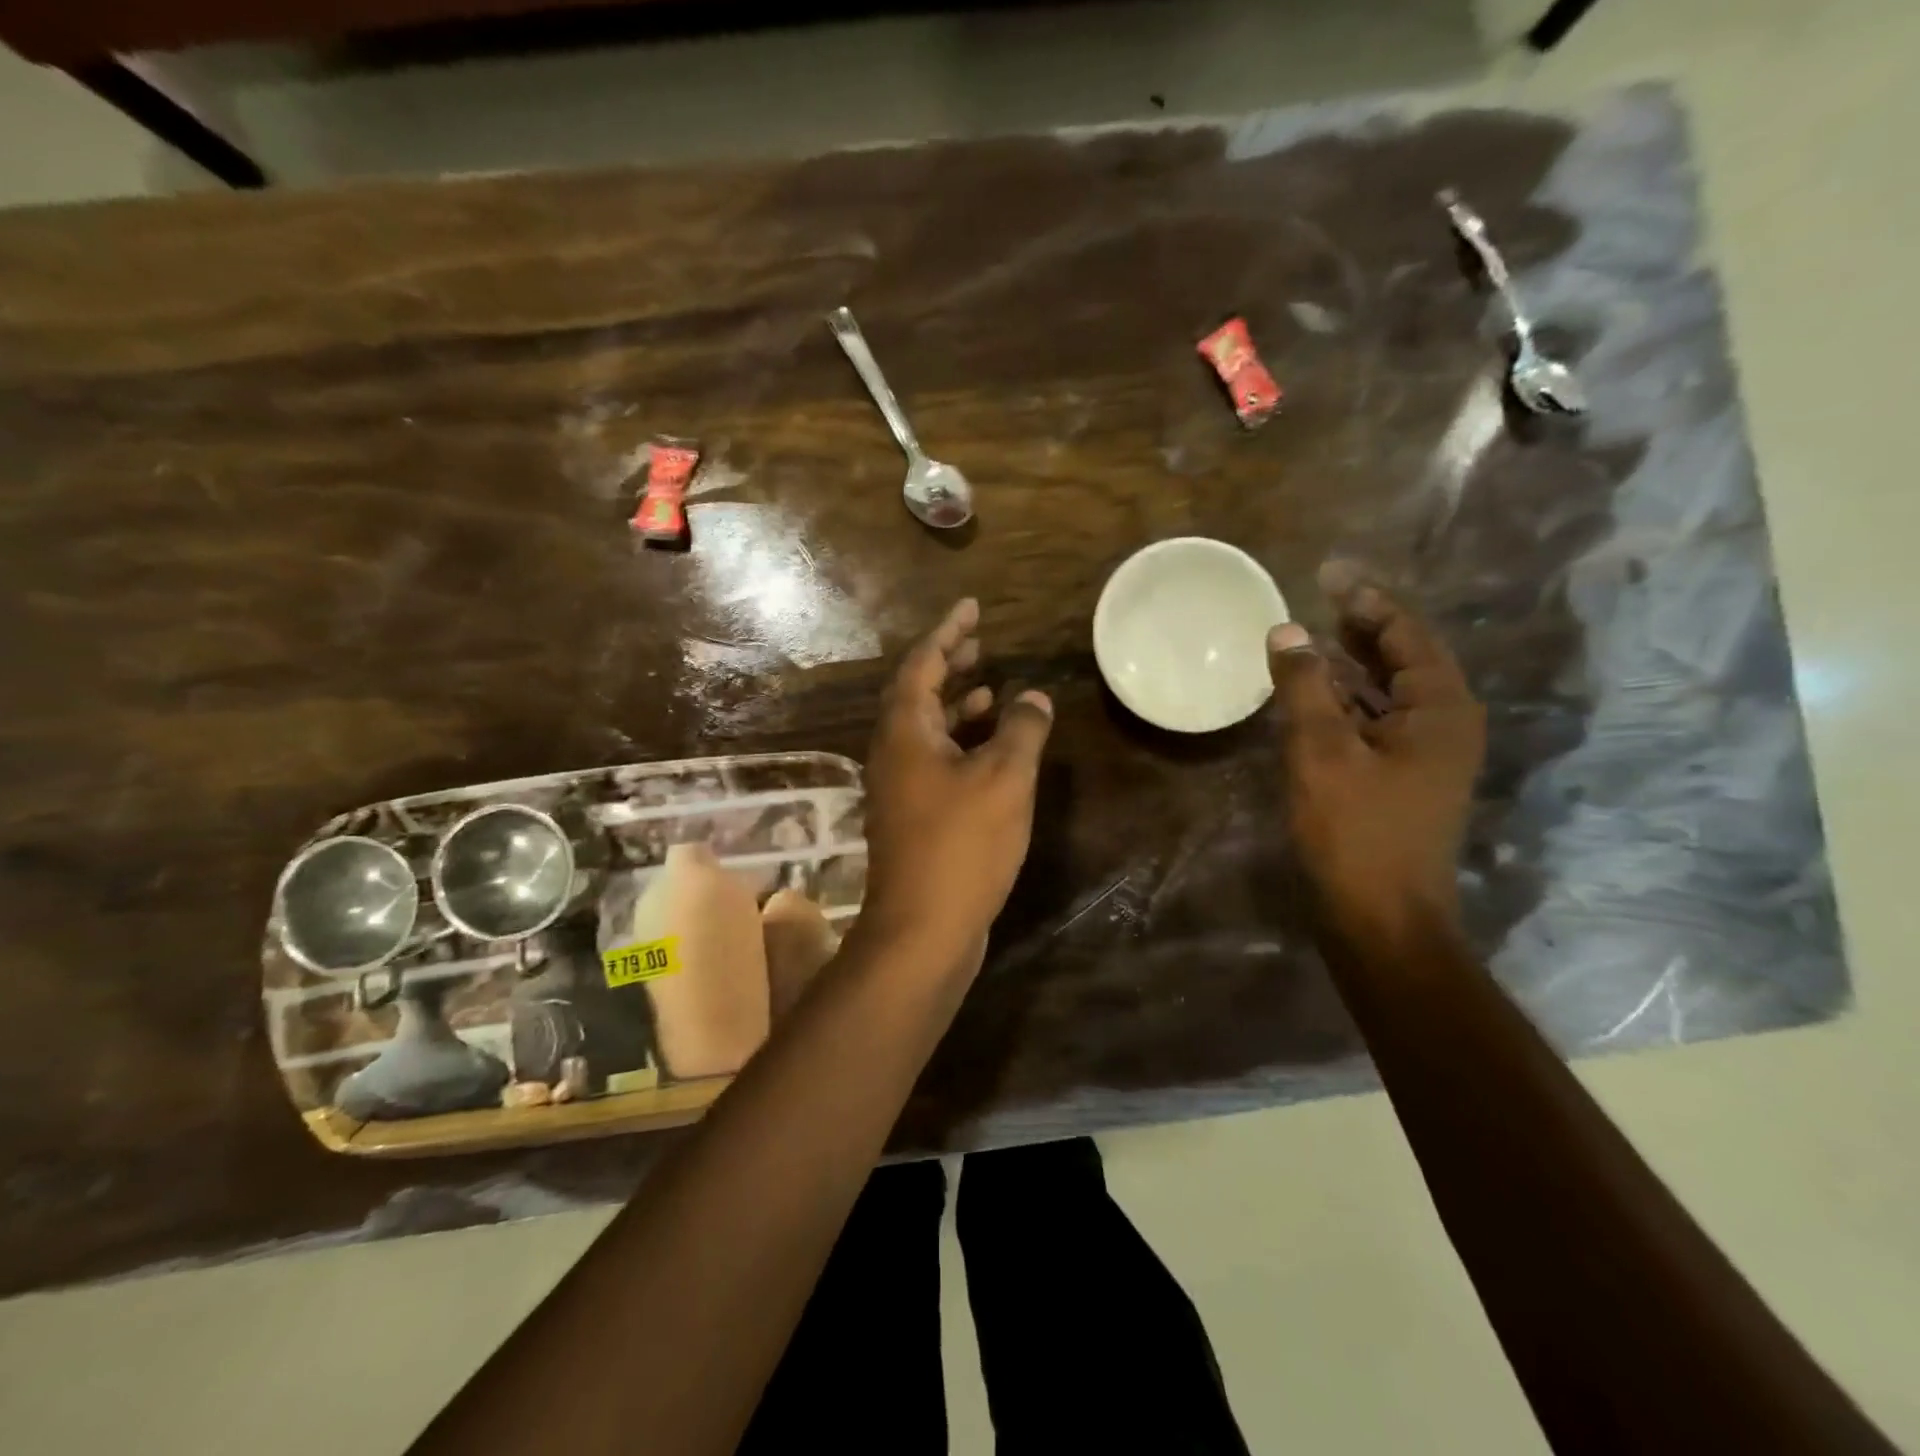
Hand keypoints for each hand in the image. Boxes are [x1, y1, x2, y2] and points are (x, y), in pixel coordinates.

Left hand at [858, 599, 1054, 966]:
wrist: (922, 929)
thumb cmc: (961, 845)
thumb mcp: (1004, 780)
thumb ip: (1021, 731)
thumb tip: (1034, 697)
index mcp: (904, 731)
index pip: (922, 663)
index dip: (948, 632)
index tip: (971, 607)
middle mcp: (892, 752)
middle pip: (916, 693)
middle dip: (947, 664)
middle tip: (979, 642)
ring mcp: (898, 787)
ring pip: (925, 730)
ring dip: (955, 705)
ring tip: (988, 688)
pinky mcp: (912, 816)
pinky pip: (933, 760)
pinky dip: (959, 743)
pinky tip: (988, 751)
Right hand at [1268, 565, 1484, 949]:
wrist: (1379, 920)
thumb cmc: (1355, 831)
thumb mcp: (1322, 750)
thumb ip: (1305, 686)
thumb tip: (1286, 630)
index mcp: (1440, 709)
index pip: (1406, 635)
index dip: (1366, 602)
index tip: (1328, 574)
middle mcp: (1442, 725)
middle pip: (1401, 660)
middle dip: (1359, 629)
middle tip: (1316, 599)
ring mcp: (1422, 757)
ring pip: (1384, 694)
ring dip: (1347, 667)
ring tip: (1305, 639)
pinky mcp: (1398, 781)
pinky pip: (1371, 724)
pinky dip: (1342, 704)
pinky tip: (1308, 698)